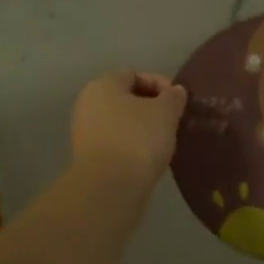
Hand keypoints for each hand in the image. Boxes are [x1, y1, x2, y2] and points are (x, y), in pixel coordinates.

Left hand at [70, 71, 188, 194]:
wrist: (109, 188)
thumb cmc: (138, 139)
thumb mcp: (165, 112)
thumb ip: (173, 97)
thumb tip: (175, 91)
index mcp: (103, 84)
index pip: (135, 75)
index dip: (160, 84)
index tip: (178, 101)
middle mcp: (88, 103)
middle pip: (126, 98)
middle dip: (151, 107)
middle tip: (173, 120)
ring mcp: (85, 131)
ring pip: (121, 121)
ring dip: (143, 127)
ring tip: (164, 140)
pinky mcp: (88, 157)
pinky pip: (115, 142)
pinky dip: (132, 145)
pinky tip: (149, 156)